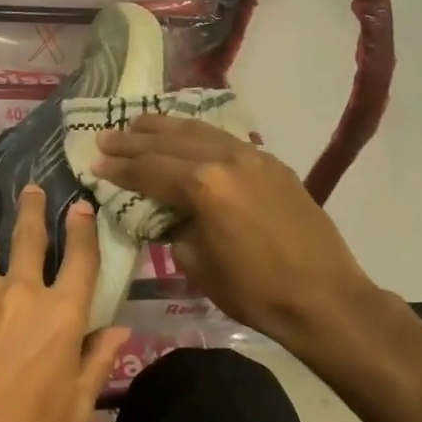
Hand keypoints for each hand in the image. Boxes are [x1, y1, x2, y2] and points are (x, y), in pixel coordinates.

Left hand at [0, 187, 128, 421]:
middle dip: (32, 207)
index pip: (81, 258)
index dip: (83, 228)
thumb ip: (97, 361)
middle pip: (28, 234)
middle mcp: (21, 291)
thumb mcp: (74, 409)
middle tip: (30, 190)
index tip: (79, 206)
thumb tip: (119, 328)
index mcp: (61, 316)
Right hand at [93, 114, 379, 352]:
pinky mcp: (271, 163)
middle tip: (105, 137)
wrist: (326, 298)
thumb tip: (166, 214)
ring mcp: (251, 156)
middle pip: (168, 142)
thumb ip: (174, 229)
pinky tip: (185, 134)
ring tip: (138, 123)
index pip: (149, 169)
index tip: (95, 162)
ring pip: (197, 131)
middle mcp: (224, 159)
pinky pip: (223, 138)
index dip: (119, 167)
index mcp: (202, 185)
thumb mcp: (198, 264)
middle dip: (133, 140)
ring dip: (164, 127)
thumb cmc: (255, 291)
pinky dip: (196, 134)